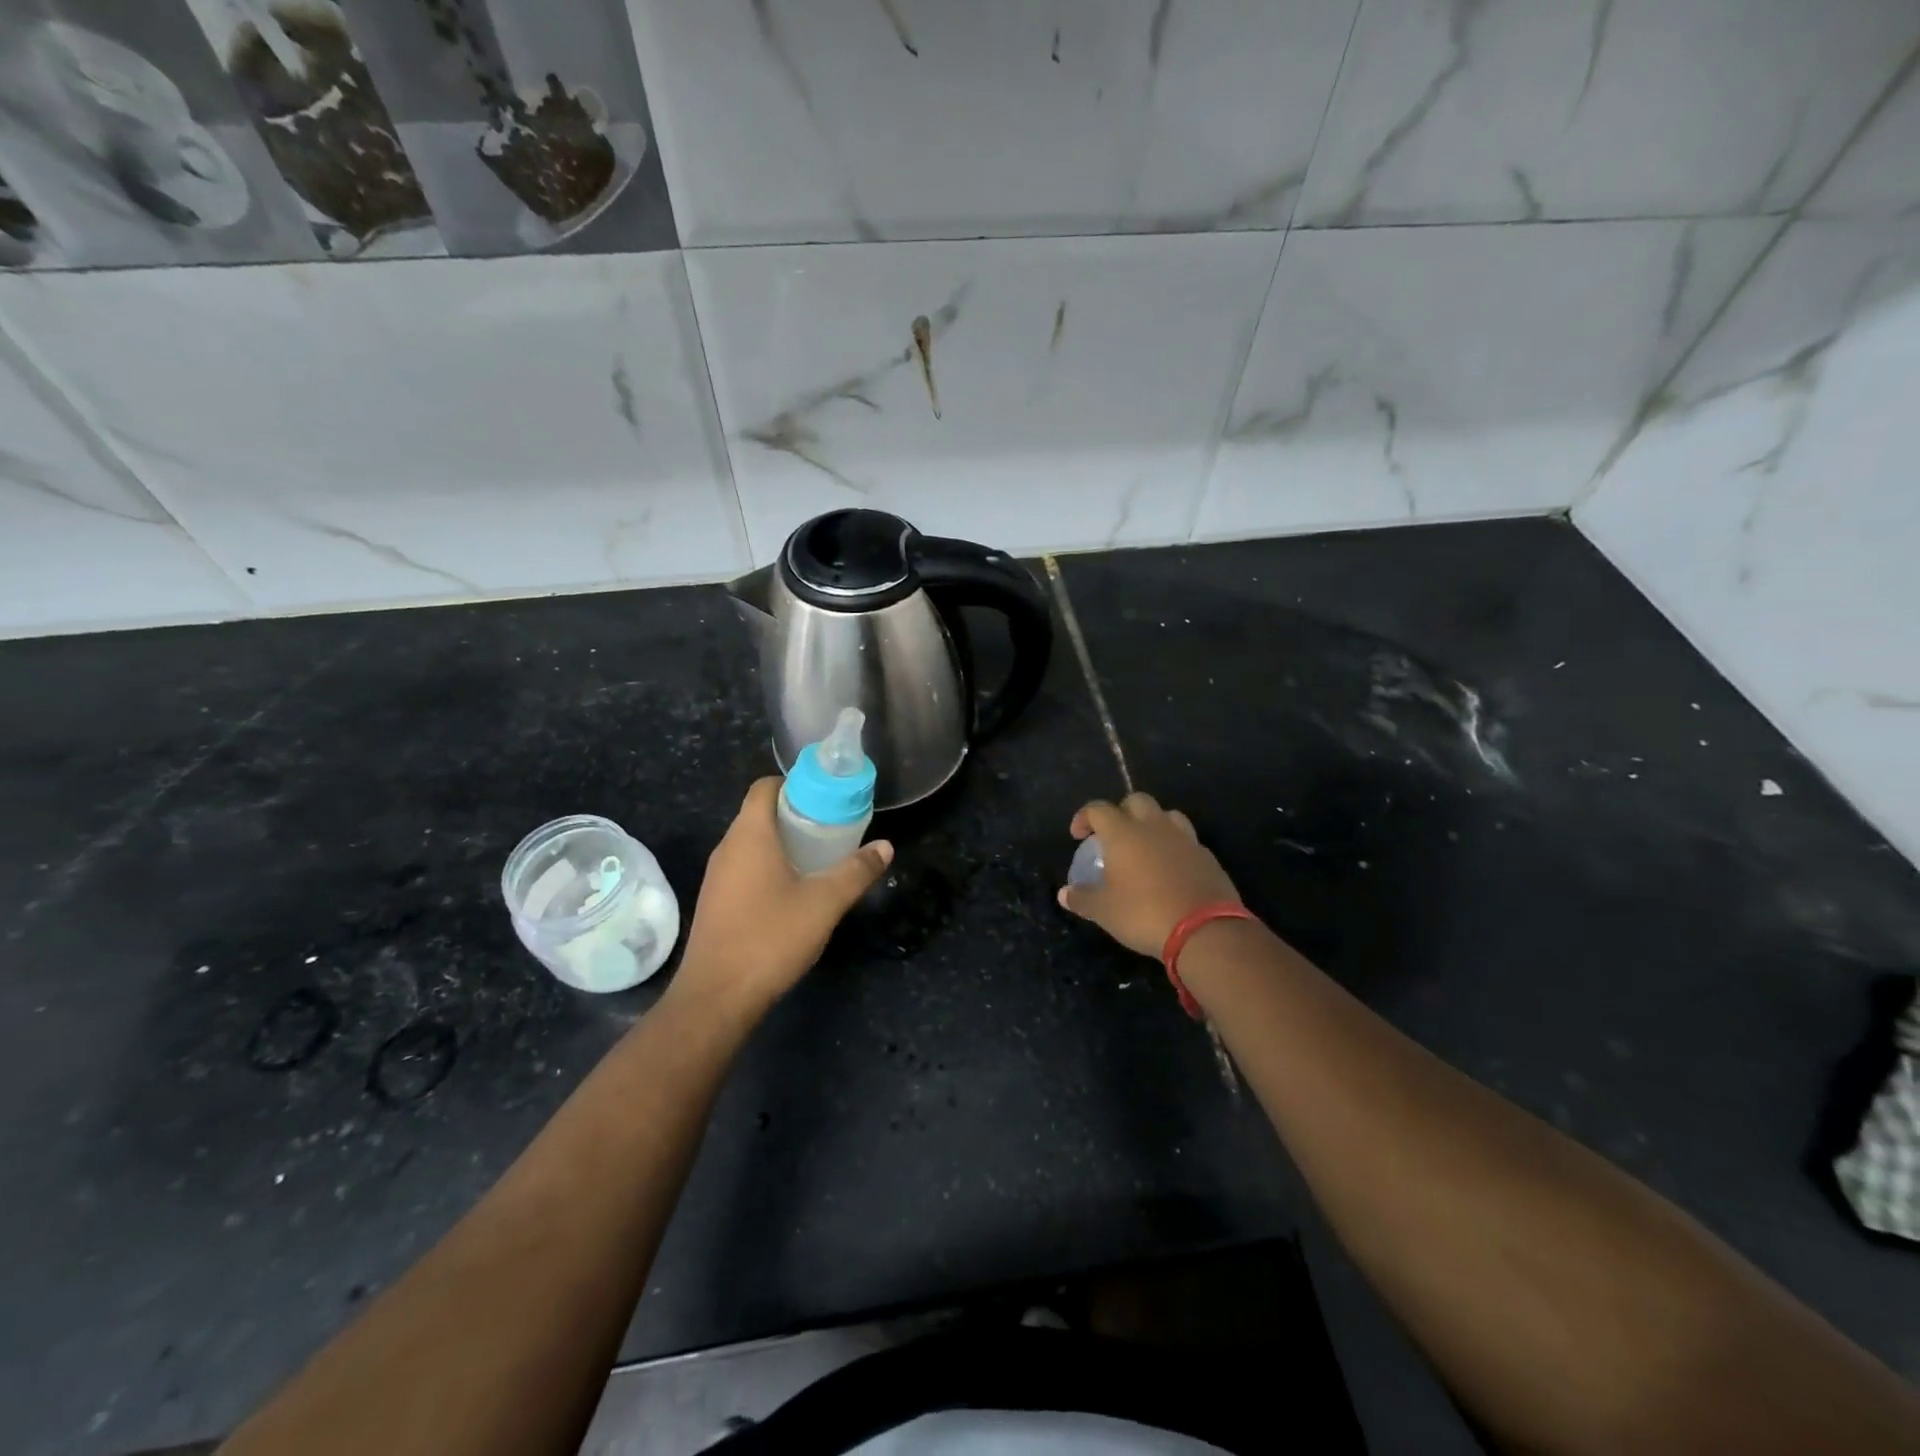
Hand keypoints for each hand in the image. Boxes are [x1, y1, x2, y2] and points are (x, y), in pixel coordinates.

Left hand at [672, 778, 892, 1019]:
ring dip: (783, 843)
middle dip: (796, 814)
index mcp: (749, 835)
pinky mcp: (716, 903)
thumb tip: (885, 846)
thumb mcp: (824, 903)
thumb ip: (856, 871)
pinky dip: (769, 867)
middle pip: (760, 814)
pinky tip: (794, 891)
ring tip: (820, 857)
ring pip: (752, 843)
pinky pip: (744, 868)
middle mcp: (727, 848)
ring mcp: (717, 877)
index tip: (826, 796)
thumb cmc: (770, 938)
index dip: (795, 783)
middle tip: (833, 827)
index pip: (765, 787)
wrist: (717, 998)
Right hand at [1058, 792, 1239, 957]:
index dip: (1084, 817)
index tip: (1078, 835)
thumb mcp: (1105, 912)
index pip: (1099, 809)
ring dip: (1152, 823)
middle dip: (1121, 811)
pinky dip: (1174, 846)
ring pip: (1166, 815)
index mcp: (1124, 833)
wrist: (1206, 930)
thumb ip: (1083, 898)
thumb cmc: (1145, 914)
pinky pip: (1186, 840)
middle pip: (1136, 801)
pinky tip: (1170, 868)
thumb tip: (1064, 894)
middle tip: (1113, 836)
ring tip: (1145, 846)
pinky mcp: (1207, 856)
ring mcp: (1185, 839)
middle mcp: (1154, 827)